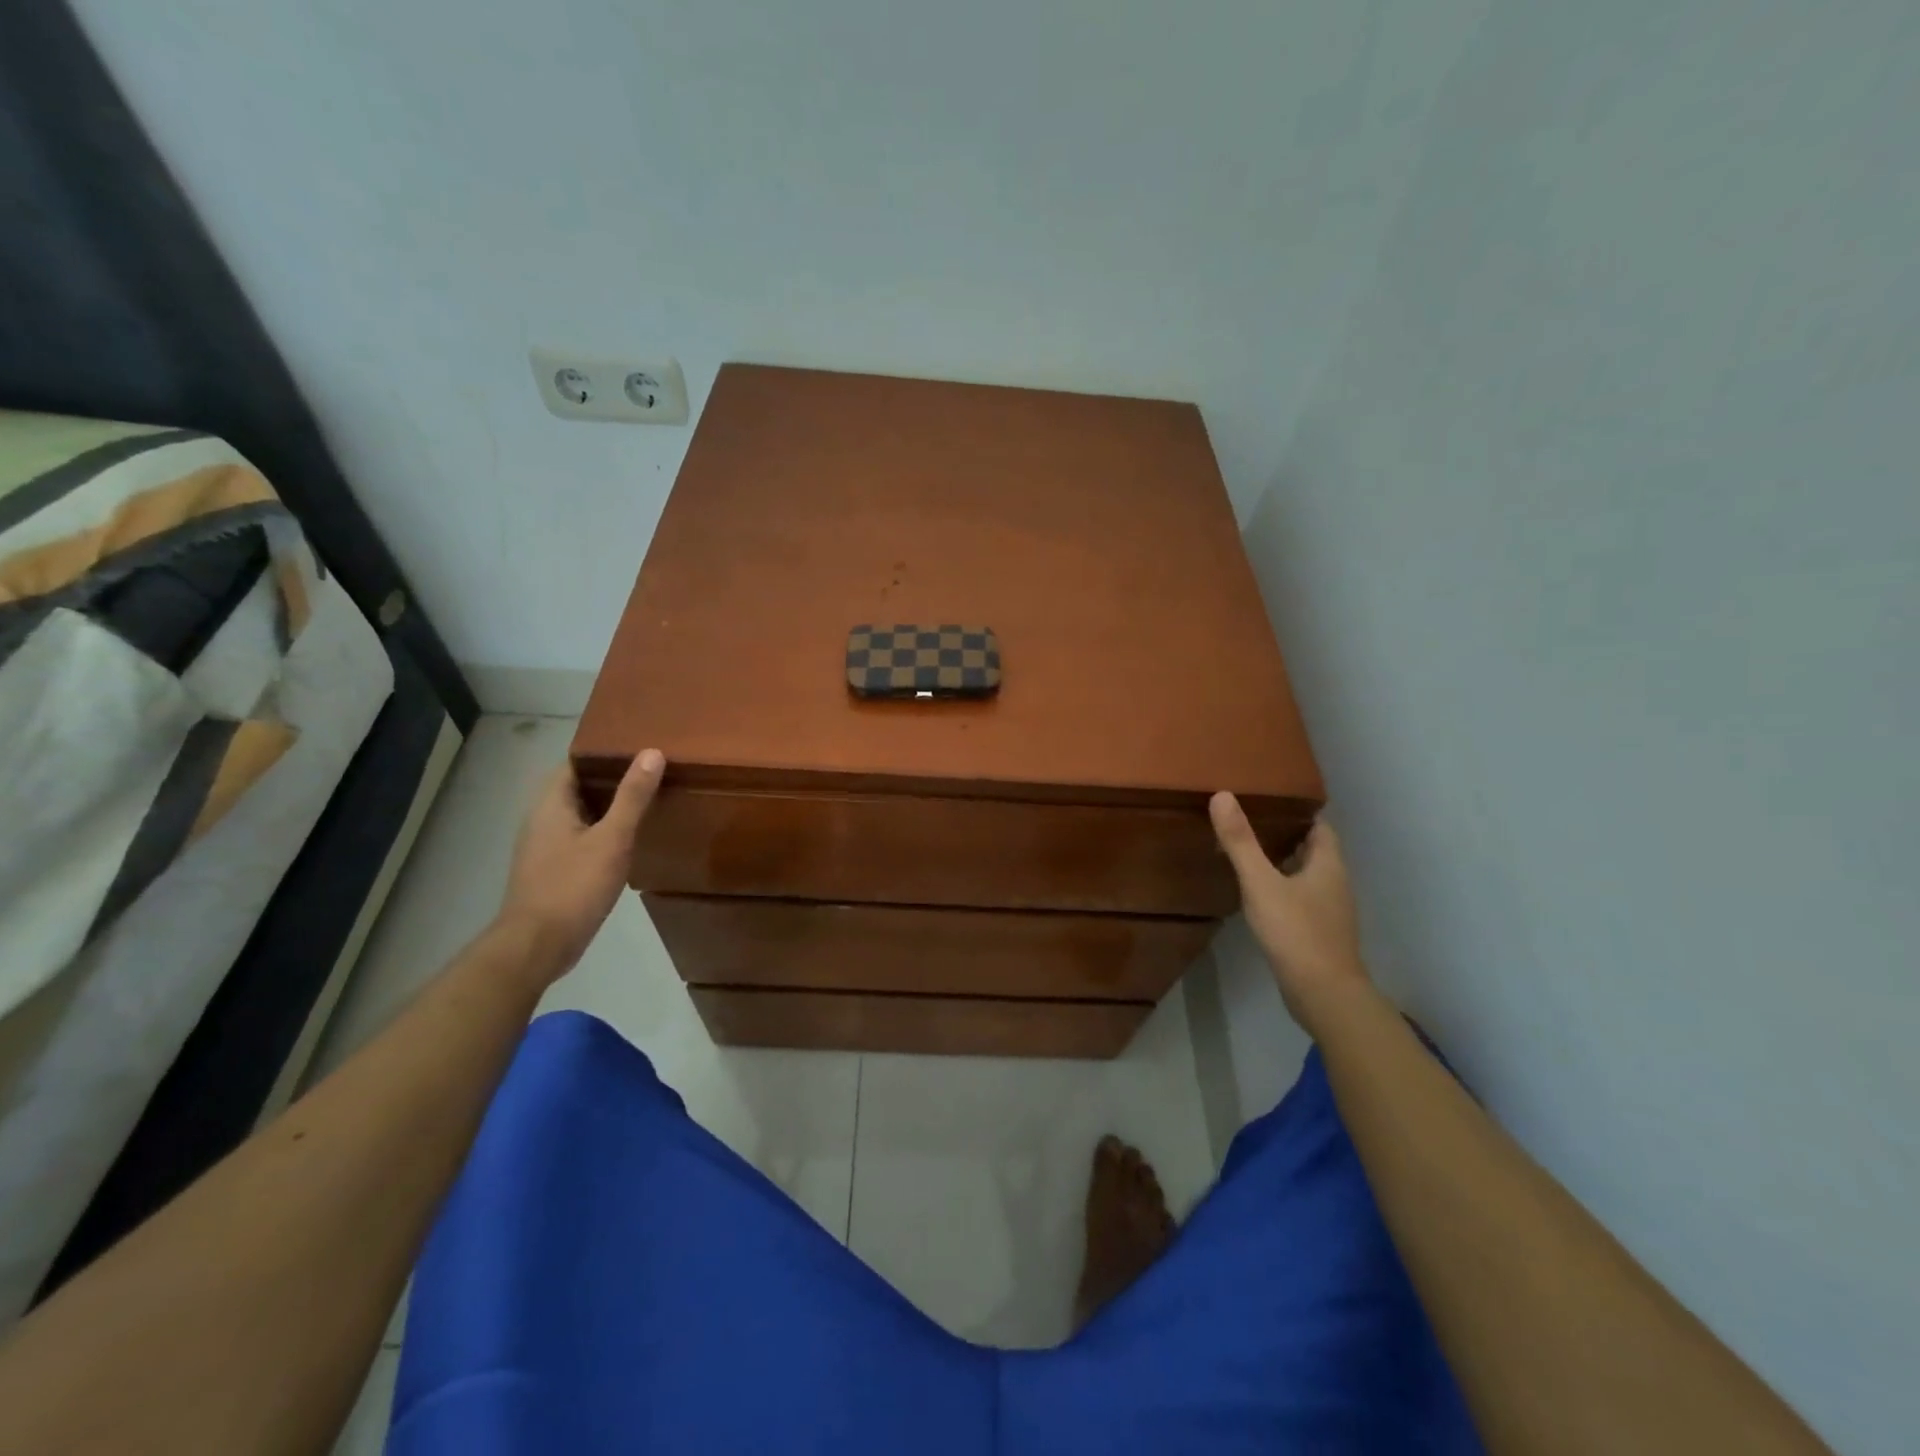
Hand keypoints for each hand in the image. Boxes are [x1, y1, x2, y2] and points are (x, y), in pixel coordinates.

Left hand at [498, 750, 664, 982]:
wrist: (537, 945)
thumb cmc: (573, 886)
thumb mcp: (611, 839)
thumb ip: (632, 797)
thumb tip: (651, 753)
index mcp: (550, 804)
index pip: (574, 762)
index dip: (603, 753)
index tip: (638, 747)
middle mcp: (541, 819)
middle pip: (577, 786)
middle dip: (611, 778)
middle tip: (651, 771)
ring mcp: (544, 846)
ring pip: (579, 813)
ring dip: (607, 805)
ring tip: (646, 799)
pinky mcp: (552, 869)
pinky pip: (580, 836)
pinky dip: (602, 829)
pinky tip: (627, 839)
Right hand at [1210, 793, 1371, 1031]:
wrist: (1323, 995)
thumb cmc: (1296, 931)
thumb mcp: (1261, 883)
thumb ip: (1241, 842)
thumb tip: (1222, 795)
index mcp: (1328, 865)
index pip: (1319, 826)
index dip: (1298, 812)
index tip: (1268, 800)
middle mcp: (1334, 883)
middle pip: (1312, 850)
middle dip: (1285, 835)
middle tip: (1248, 822)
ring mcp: (1329, 911)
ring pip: (1306, 876)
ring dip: (1282, 864)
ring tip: (1247, 853)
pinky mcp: (1319, 933)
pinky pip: (1300, 900)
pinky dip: (1282, 890)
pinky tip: (1257, 894)